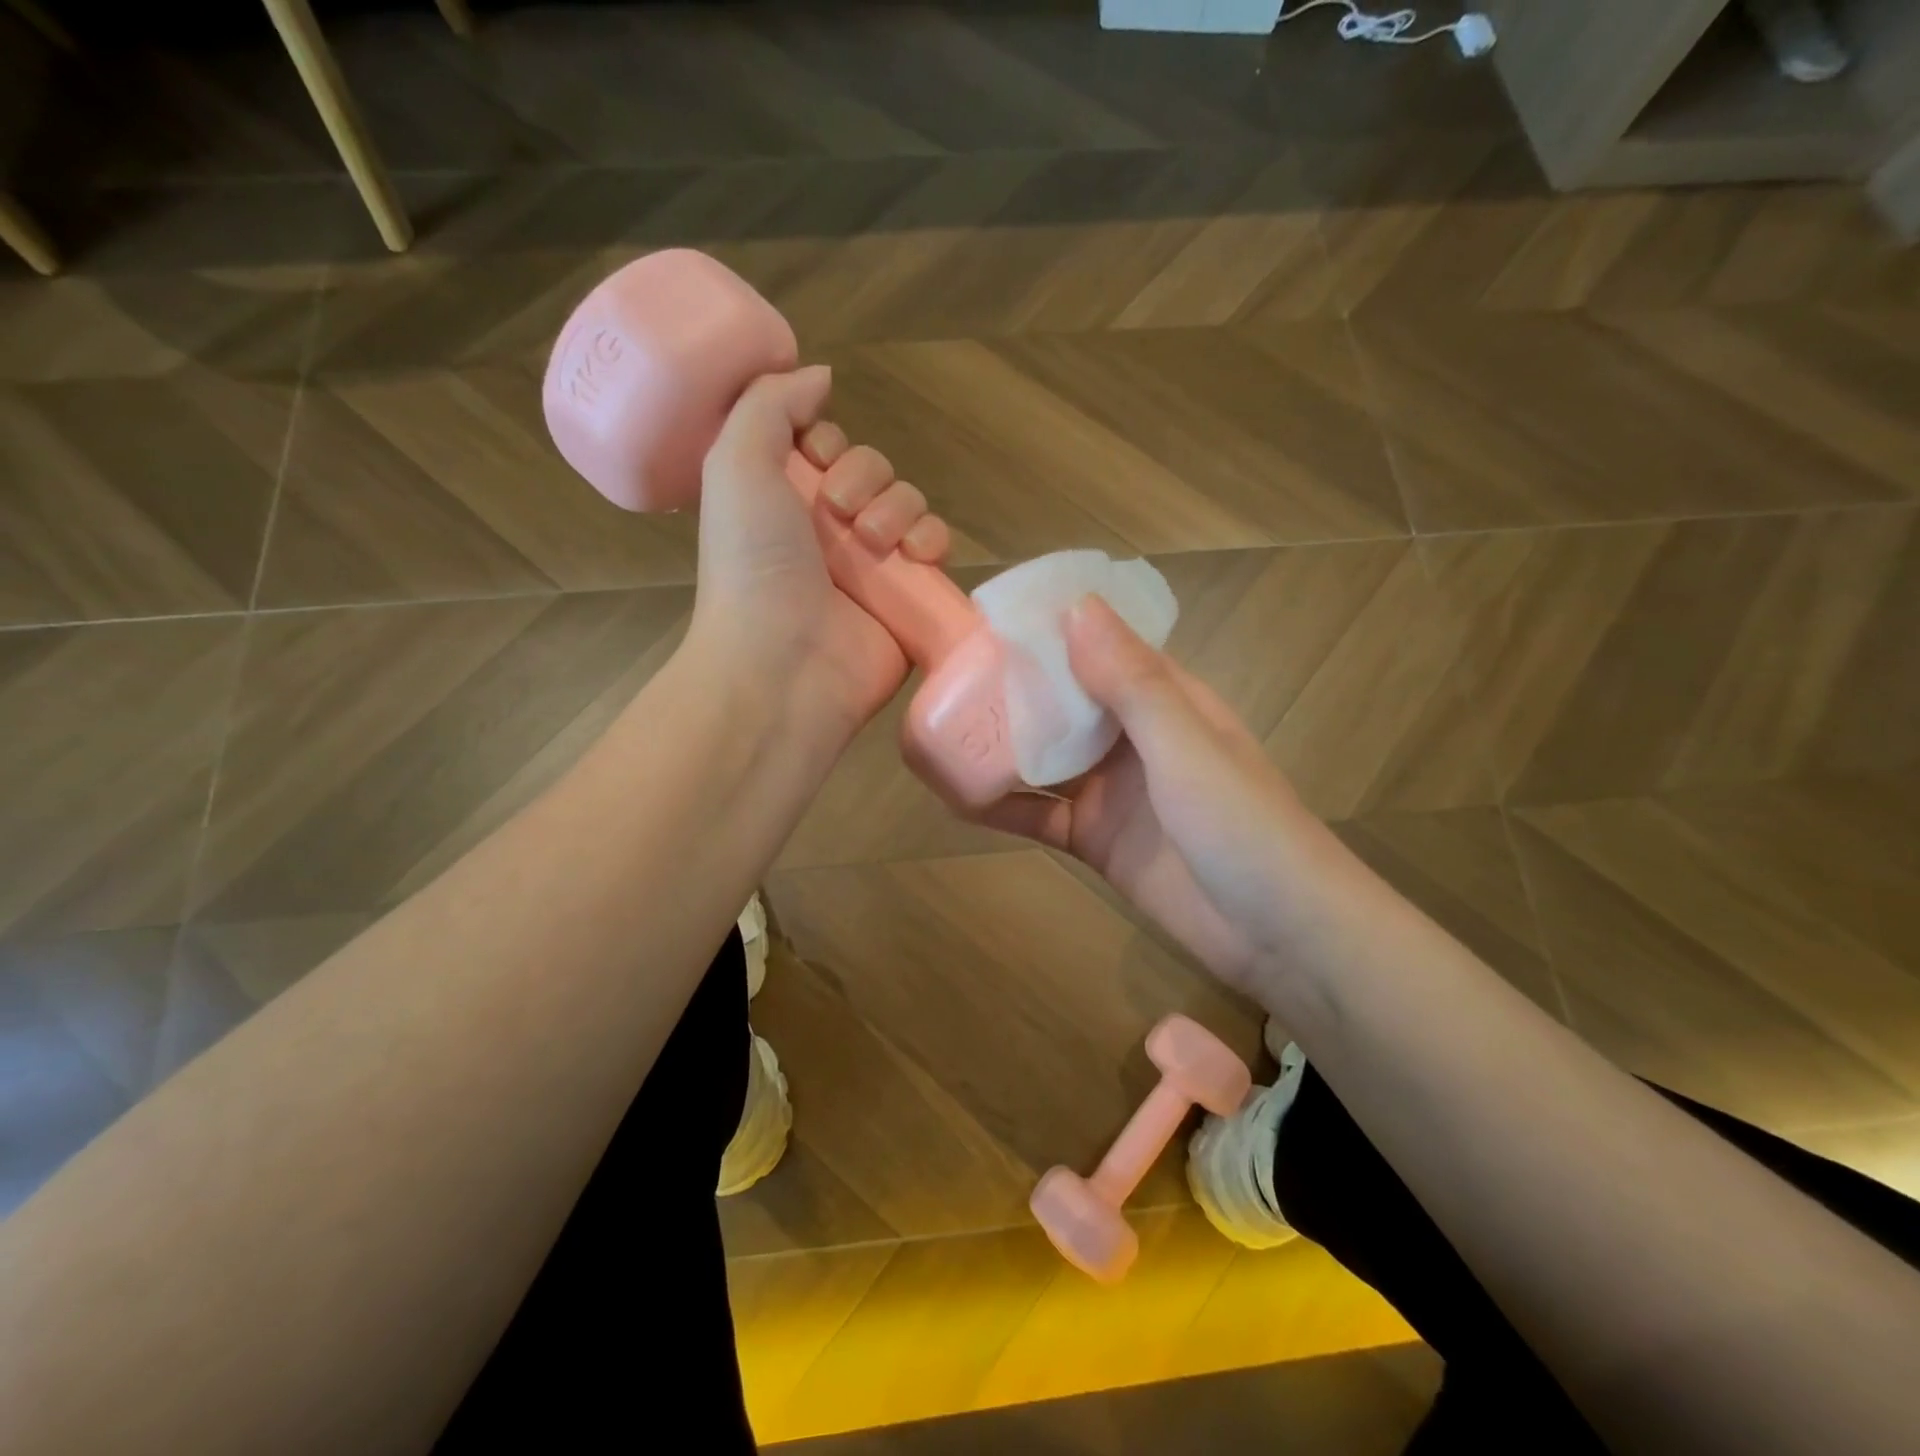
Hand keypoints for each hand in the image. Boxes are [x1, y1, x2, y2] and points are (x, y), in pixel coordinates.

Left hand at [691, 366, 950, 738]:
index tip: (815, 457)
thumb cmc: (751, 565)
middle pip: (873, 469)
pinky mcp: (907, 598)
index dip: (828, 441)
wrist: (783, 665)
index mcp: (783, 500)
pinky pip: (936, 547)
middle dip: (865, 477)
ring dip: (899, 509)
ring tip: (875, 544)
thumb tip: (817, 374)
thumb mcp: (734, 465)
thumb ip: (769, 405)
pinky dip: (933, 540)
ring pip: (909, 503)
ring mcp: (871, 567)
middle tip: (840, 512)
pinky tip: (916, 556)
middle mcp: (828, 530)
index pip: (827, 446)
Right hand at [976, 597, 1322, 999]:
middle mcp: (1133, 737)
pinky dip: (1003, 805)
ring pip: (1045, 755)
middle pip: (1064, 700)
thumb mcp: (1187, 746)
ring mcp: (1112, 790)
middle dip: (1013, 684)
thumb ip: (1132, 682)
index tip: (989, 614)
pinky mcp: (1095, 839)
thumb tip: (1075, 605)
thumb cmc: (1244, 826)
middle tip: (945, 670)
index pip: (1101, 647)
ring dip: (1001, 743)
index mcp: (1164, 700)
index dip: (1051, 629)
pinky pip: (1039, 813)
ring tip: (940, 725)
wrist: (1280, 937)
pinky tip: (957, 797)